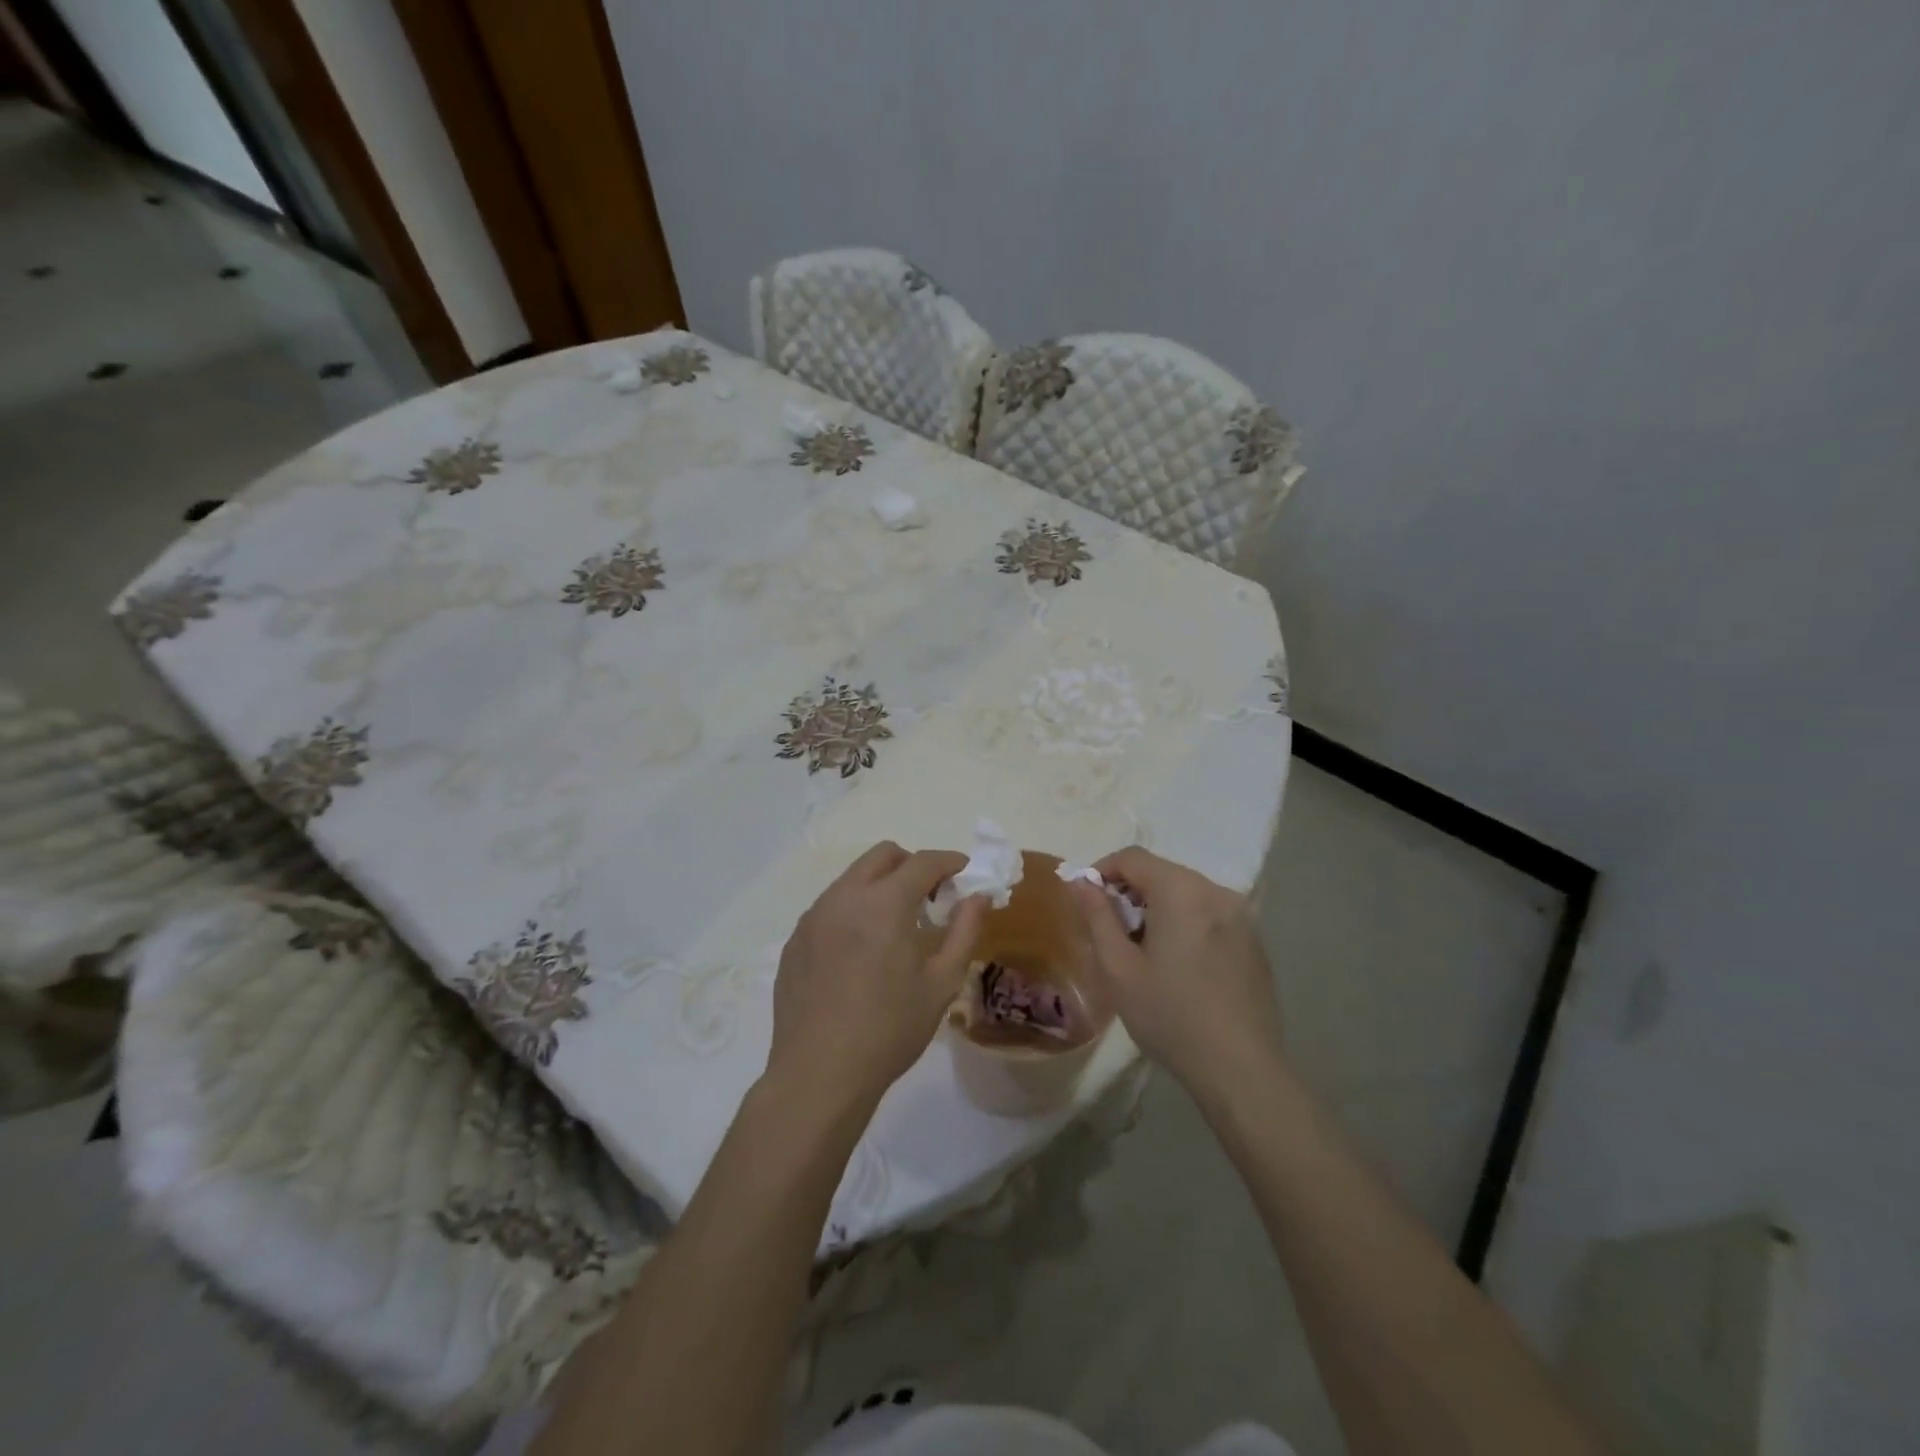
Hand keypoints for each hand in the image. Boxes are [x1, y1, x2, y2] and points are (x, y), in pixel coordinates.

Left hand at [768, 842, 986, 1111]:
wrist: (819, 1074)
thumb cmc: (889, 1030)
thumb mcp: (941, 984)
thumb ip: (964, 931)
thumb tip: (978, 896)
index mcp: (884, 903)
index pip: (923, 862)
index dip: (950, 862)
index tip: (965, 872)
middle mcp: (845, 897)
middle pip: (883, 855)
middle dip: (912, 865)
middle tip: (930, 897)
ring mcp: (814, 916)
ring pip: (852, 878)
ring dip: (880, 886)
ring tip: (895, 928)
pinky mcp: (795, 939)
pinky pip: (830, 906)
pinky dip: (853, 910)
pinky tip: (860, 952)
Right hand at [1067, 847, 1282, 1094]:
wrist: (1240, 1069)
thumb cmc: (1170, 1016)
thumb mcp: (1118, 968)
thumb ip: (1096, 916)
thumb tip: (1080, 881)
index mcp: (1182, 891)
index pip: (1133, 857)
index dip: (1102, 870)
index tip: (1086, 901)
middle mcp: (1216, 891)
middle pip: (1162, 873)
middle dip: (1131, 892)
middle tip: (1112, 932)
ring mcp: (1241, 916)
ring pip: (1187, 893)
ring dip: (1158, 909)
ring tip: (1144, 952)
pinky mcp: (1255, 940)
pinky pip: (1210, 915)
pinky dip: (1186, 923)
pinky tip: (1180, 966)